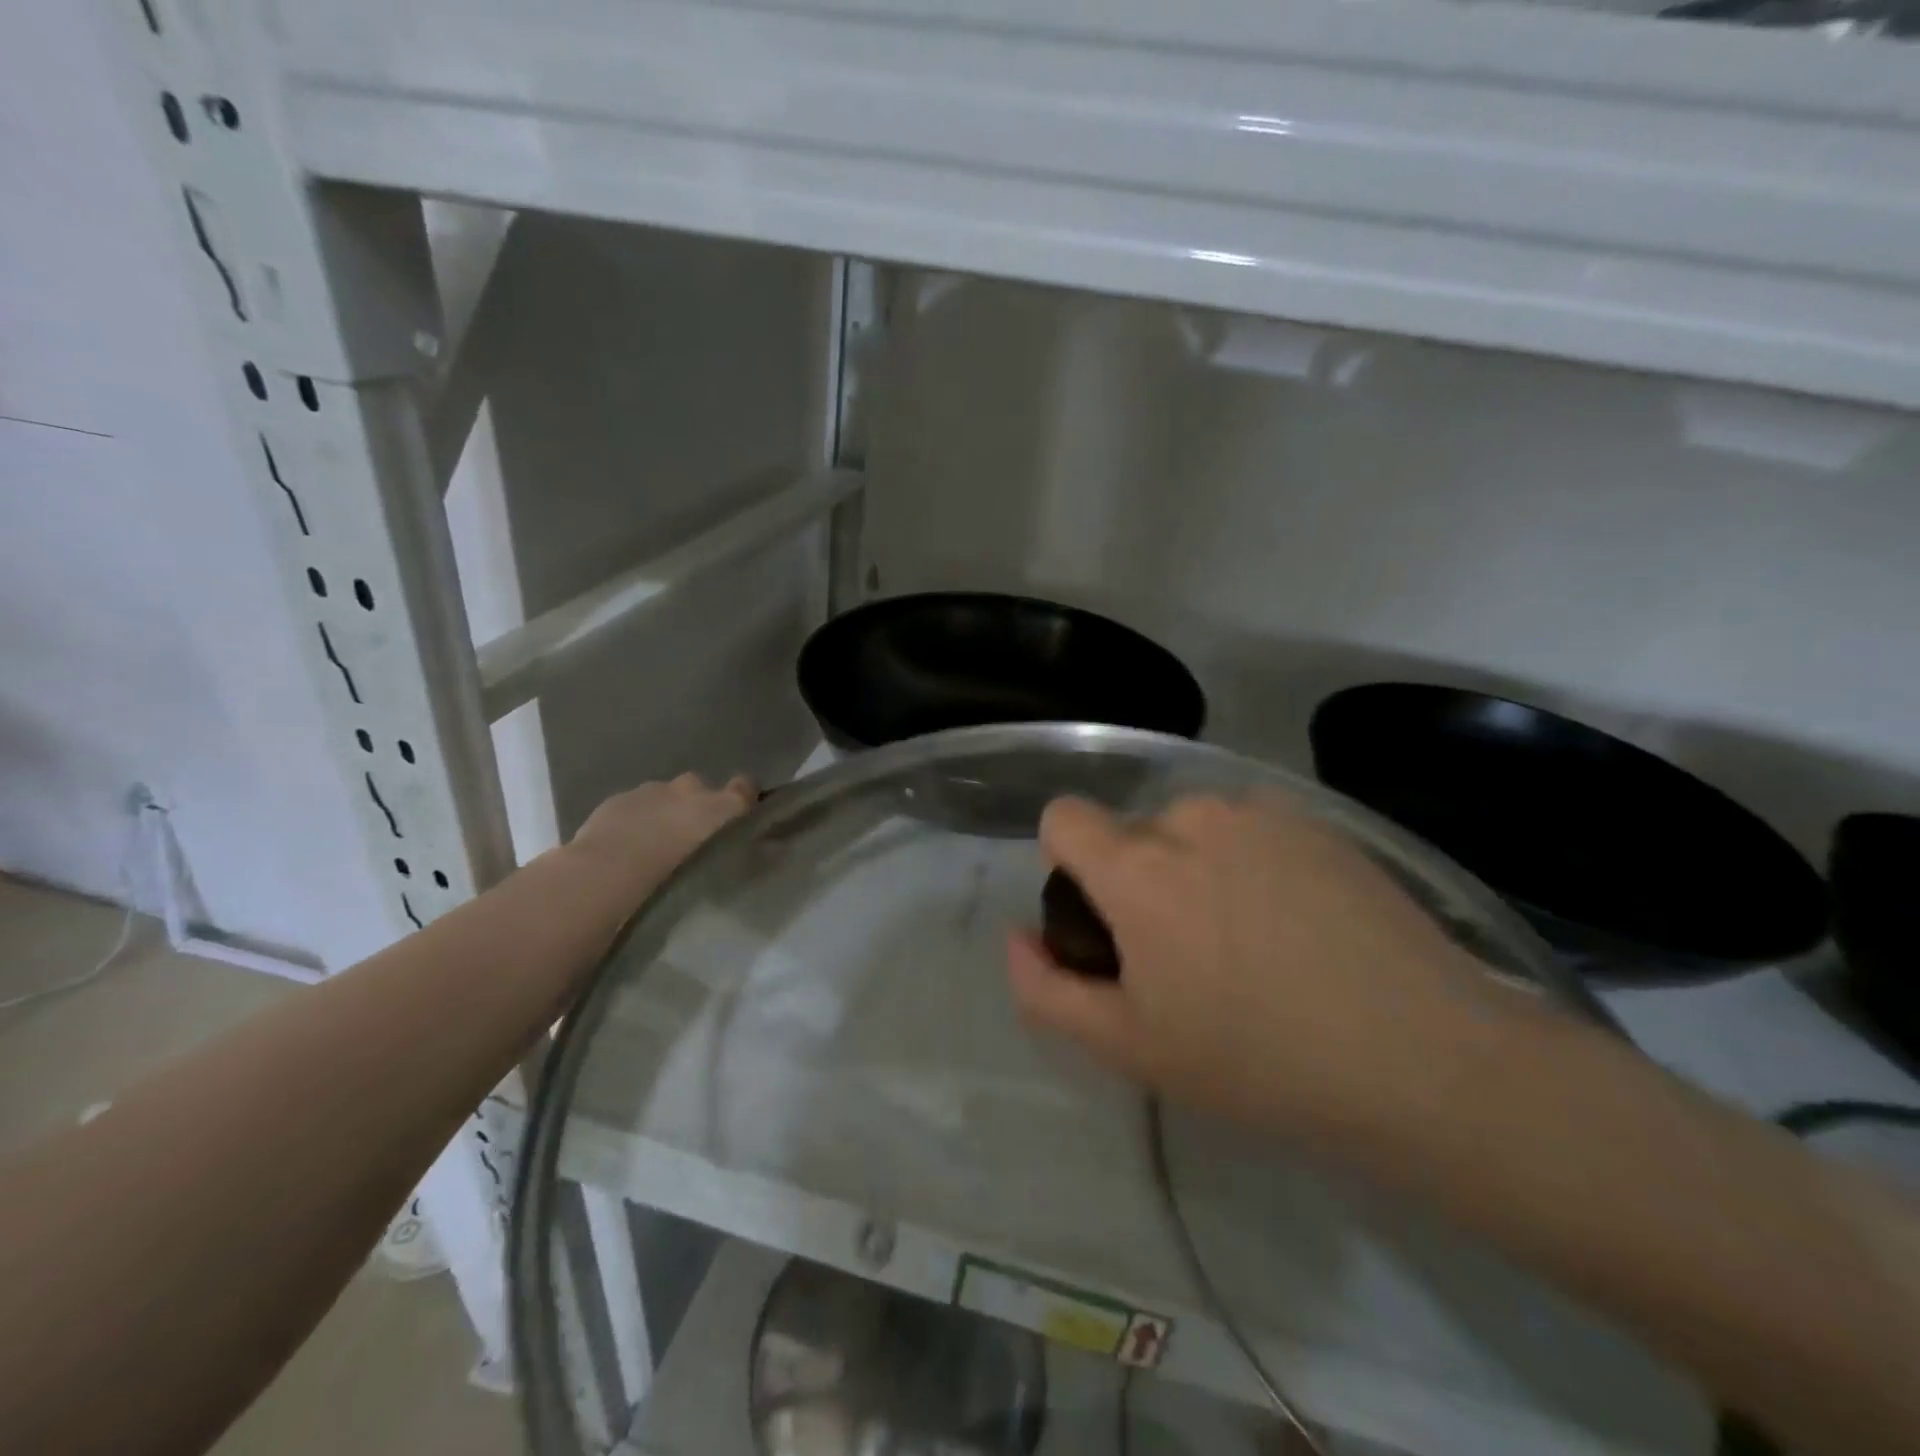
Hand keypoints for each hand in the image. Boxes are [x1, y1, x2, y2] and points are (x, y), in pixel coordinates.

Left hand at [567, 772, 754, 906]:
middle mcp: (691, 788)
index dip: (744, 799)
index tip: (740, 817)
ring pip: (664, 795)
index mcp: (723, 805)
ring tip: (652, 845)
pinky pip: (633, 805)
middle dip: (696, 806)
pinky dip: (633, 819)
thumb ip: (736, 853)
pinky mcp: (617, 799)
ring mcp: (652, 790)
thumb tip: (751, 850)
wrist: (610, 872)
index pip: (745, 788)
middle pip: (699, 788)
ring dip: (662, 812)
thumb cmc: (676, 877)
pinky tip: (624, 845)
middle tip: (688, 839)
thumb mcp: (721, 872)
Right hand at [1008, 792, 1501, 1141]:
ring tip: (1251, 940)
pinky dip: (1253, 861)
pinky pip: (1252, 828)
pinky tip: (1302, 922)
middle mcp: (1192, 817)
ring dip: (1198, 866)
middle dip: (1140, 878)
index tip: (1104, 920)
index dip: (1067, 862)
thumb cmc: (1258, 1060)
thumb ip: (1047, 989)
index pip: (1064, 817)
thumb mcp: (1130, 1046)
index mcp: (1138, 866)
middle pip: (1133, 832)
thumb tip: (1017, 936)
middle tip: (1190, 954)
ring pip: (1194, 827)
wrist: (1423, 1058)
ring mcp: (1262, 812)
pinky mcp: (1318, 821)